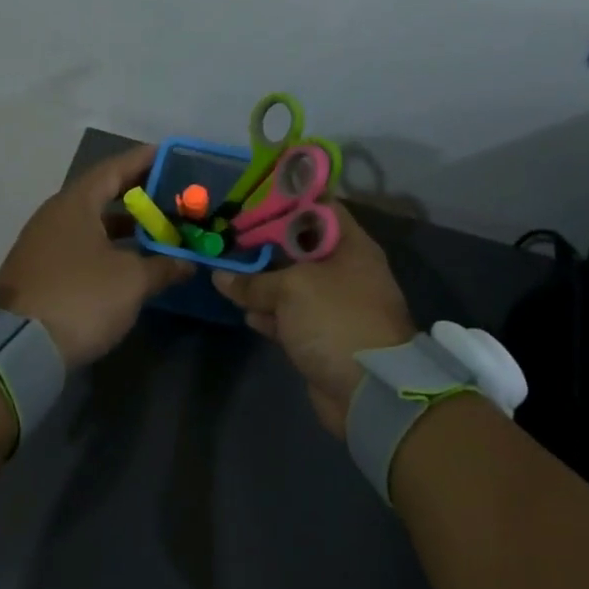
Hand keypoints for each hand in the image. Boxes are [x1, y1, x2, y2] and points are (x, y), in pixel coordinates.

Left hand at [0, 144, 195, 369]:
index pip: (113, 169)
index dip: (141, 160)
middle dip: (137, 196)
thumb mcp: (131, 281)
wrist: (18, 348)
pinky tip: (130, 263)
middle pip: (101, 195)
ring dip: (124, 227)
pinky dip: (108, 248)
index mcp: (75, 204)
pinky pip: (81, 248)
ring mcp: (43, 246)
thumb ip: (163, 266)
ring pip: (91, 225)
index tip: (167, 154)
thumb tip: (187, 263)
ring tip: (158, 231)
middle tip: (170, 196)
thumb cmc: (80, 297)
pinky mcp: (40, 274)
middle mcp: (55, 217)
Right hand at [212, 206, 415, 437]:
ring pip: (292, 285)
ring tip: (228, 275)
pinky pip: (290, 318)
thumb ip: (254, 281)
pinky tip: (245, 314)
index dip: (288, 201)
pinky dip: (269, 314)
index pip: (320, 209)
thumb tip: (220, 277)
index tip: (254, 199)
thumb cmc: (335, 319)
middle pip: (301, 248)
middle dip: (266, 244)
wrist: (368, 389)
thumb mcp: (292, 289)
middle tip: (230, 237)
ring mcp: (334, 306)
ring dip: (263, 283)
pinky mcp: (322, 336)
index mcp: (350, 247)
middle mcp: (345, 271)